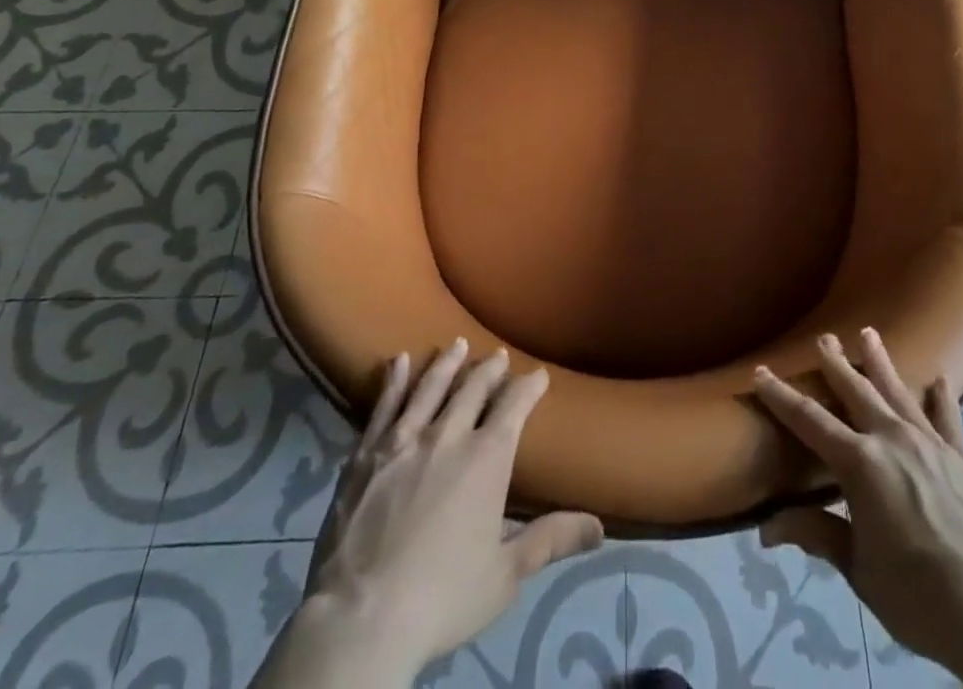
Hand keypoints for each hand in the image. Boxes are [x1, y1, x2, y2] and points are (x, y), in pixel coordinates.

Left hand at [260, 340, 603, 687]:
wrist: (362, 618)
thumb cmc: (442, 597)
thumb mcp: (505, 575)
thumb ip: (550, 540)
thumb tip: (600, 528)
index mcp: (487, 458)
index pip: (514, 406)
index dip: (529, 386)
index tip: (538, 375)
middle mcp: (449, 435)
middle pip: (473, 388)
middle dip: (489, 369)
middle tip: (497, 355)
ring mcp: (404, 440)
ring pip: (430, 387)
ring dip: (446, 363)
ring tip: (456, 344)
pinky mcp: (366, 453)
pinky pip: (384, 405)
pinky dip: (394, 381)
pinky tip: (398, 361)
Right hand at [753, 329, 962, 688]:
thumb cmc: (920, 597)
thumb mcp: (859, 570)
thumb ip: (817, 536)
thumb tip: (766, 529)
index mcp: (860, 464)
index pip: (810, 421)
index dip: (781, 396)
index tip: (760, 372)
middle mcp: (893, 439)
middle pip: (856, 391)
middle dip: (835, 364)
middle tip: (823, 337)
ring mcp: (932, 444)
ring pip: (898, 391)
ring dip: (880, 362)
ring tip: (868, 334)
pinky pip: (948, 417)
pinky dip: (940, 396)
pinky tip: (938, 379)